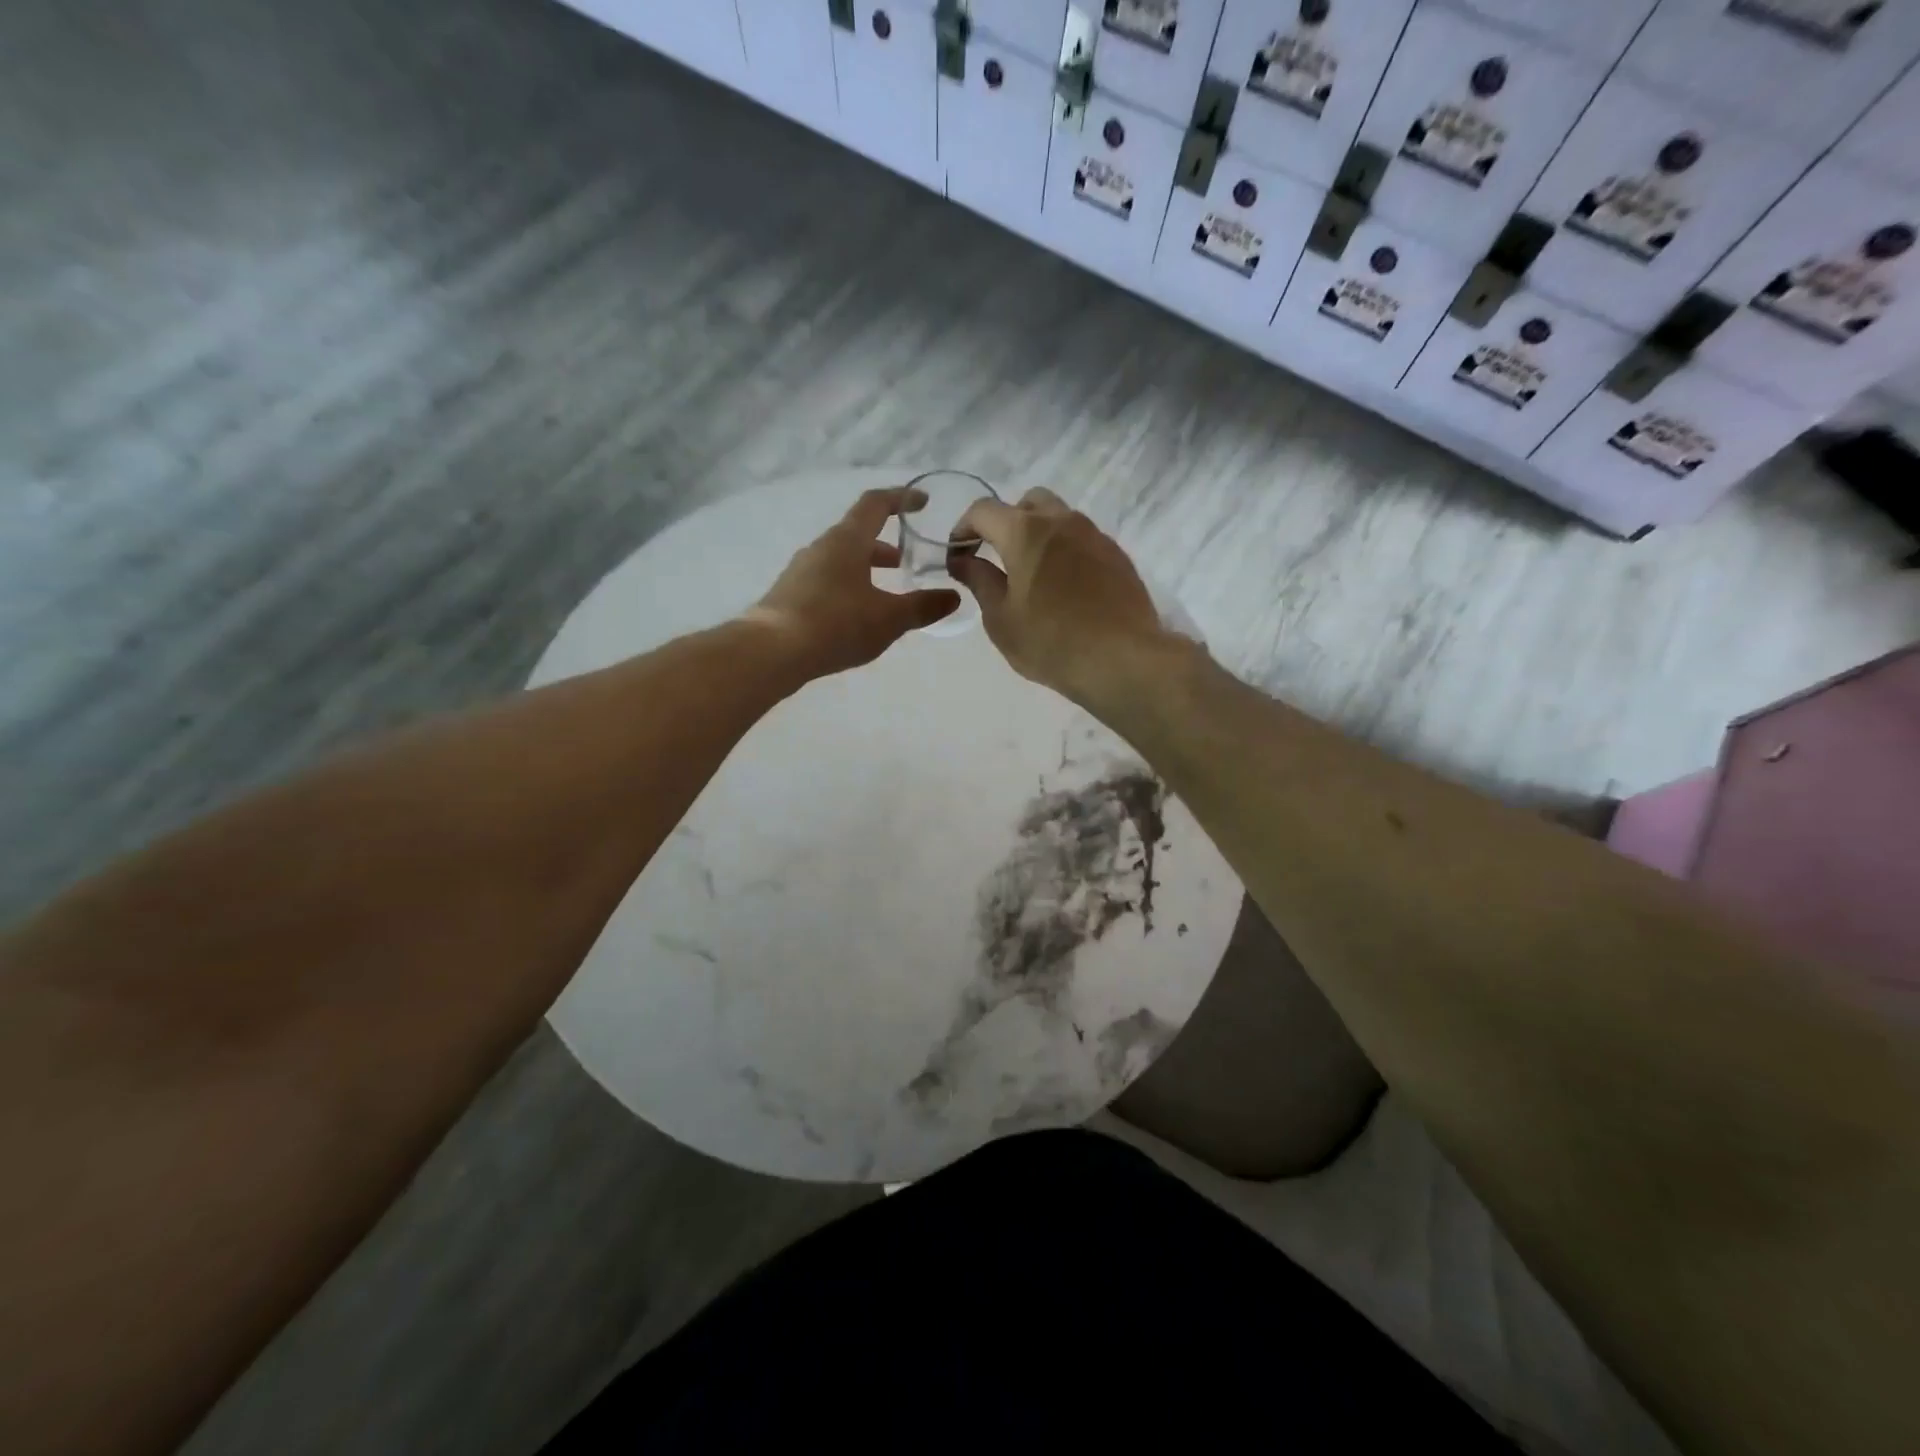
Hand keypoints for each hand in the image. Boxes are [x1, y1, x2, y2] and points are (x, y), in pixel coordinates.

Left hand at [743, 487, 960, 678]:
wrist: (772, 651)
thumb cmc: (836, 624)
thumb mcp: (888, 619)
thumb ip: (922, 607)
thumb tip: (953, 597)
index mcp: (847, 541)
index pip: (876, 504)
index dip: (901, 498)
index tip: (922, 503)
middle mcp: (821, 547)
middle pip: (857, 533)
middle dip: (884, 544)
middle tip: (906, 560)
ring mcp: (801, 570)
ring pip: (840, 559)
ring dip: (865, 567)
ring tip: (884, 591)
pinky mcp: (789, 594)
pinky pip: (826, 580)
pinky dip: (847, 585)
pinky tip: (855, 614)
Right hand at [948, 487, 1172, 706]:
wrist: (1122, 660)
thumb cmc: (1050, 642)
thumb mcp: (1001, 619)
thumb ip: (980, 581)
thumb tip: (963, 560)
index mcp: (1025, 532)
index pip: (983, 510)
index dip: (963, 529)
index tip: (958, 556)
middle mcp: (1061, 521)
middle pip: (1027, 503)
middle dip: (1005, 523)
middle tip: (997, 559)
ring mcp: (1094, 535)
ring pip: (1059, 518)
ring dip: (1039, 536)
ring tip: (1032, 576)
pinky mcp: (1116, 555)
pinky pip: (1082, 540)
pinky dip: (1065, 552)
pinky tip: (1064, 589)